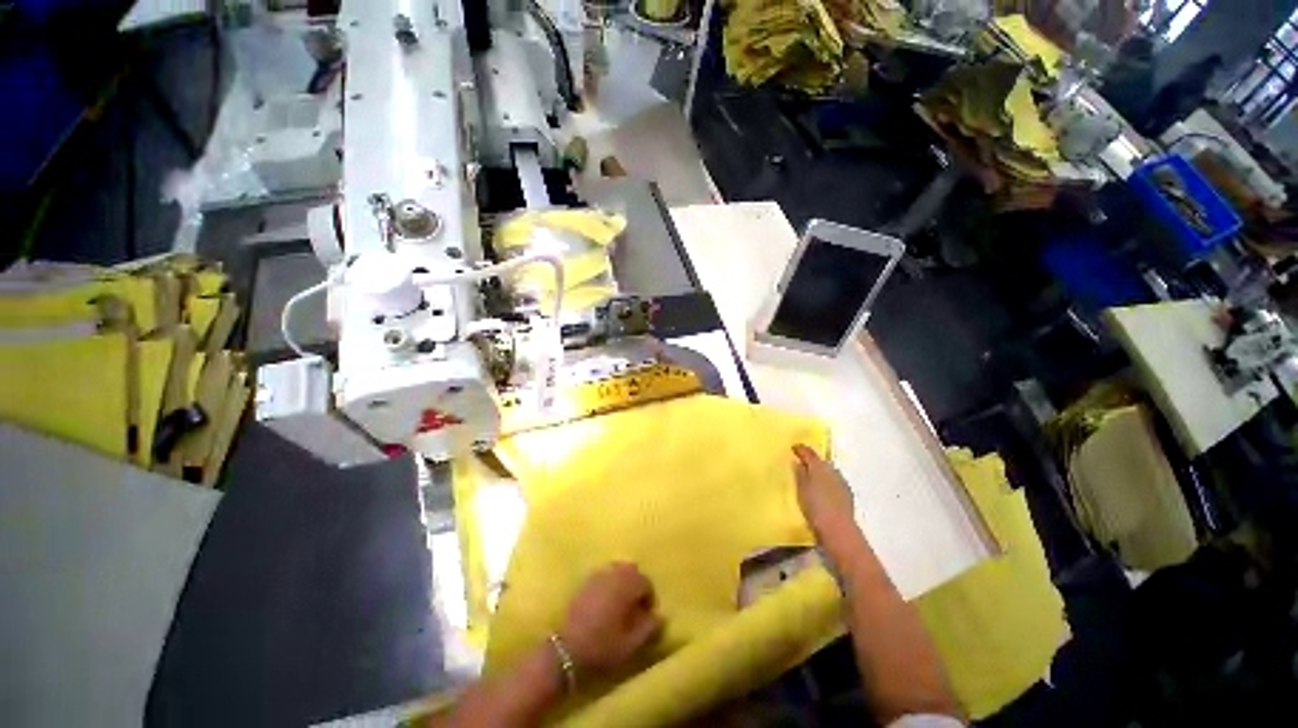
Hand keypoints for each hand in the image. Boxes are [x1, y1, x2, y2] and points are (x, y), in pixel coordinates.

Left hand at [559, 563, 662, 674]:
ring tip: (620, 603)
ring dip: (623, 582)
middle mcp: (614, 573)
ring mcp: (597, 575)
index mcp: (627, 585)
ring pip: (617, 569)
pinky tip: (605, 602)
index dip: (649, 599)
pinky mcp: (585, 581)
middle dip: (637, 585)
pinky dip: (609, 583)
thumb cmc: (602, 646)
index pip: (646, 582)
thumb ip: (649, 627)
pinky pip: (603, 574)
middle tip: (635, 606)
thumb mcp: (631, 644)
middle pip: (632, 570)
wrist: (565, 649)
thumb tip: (660, 616)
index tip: (646, 616)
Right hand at [792, 444, 859, 553]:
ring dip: (820, 473)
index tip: (793, 447)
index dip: (801, 449)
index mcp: (820, 467)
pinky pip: (834, 483)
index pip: (810, 453)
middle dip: (812, 462)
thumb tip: (799, 463)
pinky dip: (827, 483)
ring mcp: (842, 484)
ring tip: (810, 479)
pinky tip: (822, 492)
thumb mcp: (802, 489)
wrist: (839, 530)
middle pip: (821, 462)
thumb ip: (800, 474)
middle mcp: (833, 472)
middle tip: (801, 464)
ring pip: (829, 473)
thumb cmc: (816, 507)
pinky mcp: (847, 496)